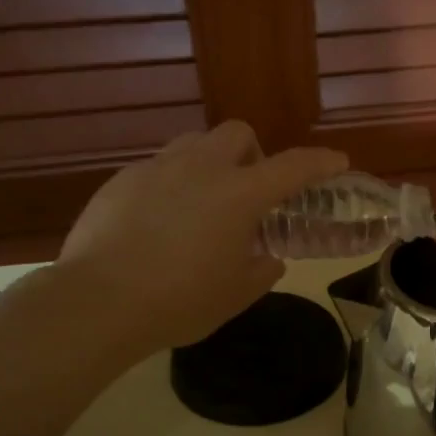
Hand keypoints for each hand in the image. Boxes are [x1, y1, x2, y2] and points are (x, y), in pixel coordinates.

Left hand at [59, 122, 346, 354]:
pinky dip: (171, 185)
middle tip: (248, 193)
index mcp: (239, 195)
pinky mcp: (121, 180)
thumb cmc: (180, 300)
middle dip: (253, 154)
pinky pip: (157, 169)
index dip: (320, 162)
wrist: (98, 302)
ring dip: (210, 163)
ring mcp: (157, 169)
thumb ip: (262, 271)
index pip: (293, 167)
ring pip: (193, 144)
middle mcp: (201, 168)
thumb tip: (268, 259)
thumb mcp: (235, 294)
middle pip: (238, 133)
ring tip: (202, 203)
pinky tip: (158, 223)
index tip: (337, 162)